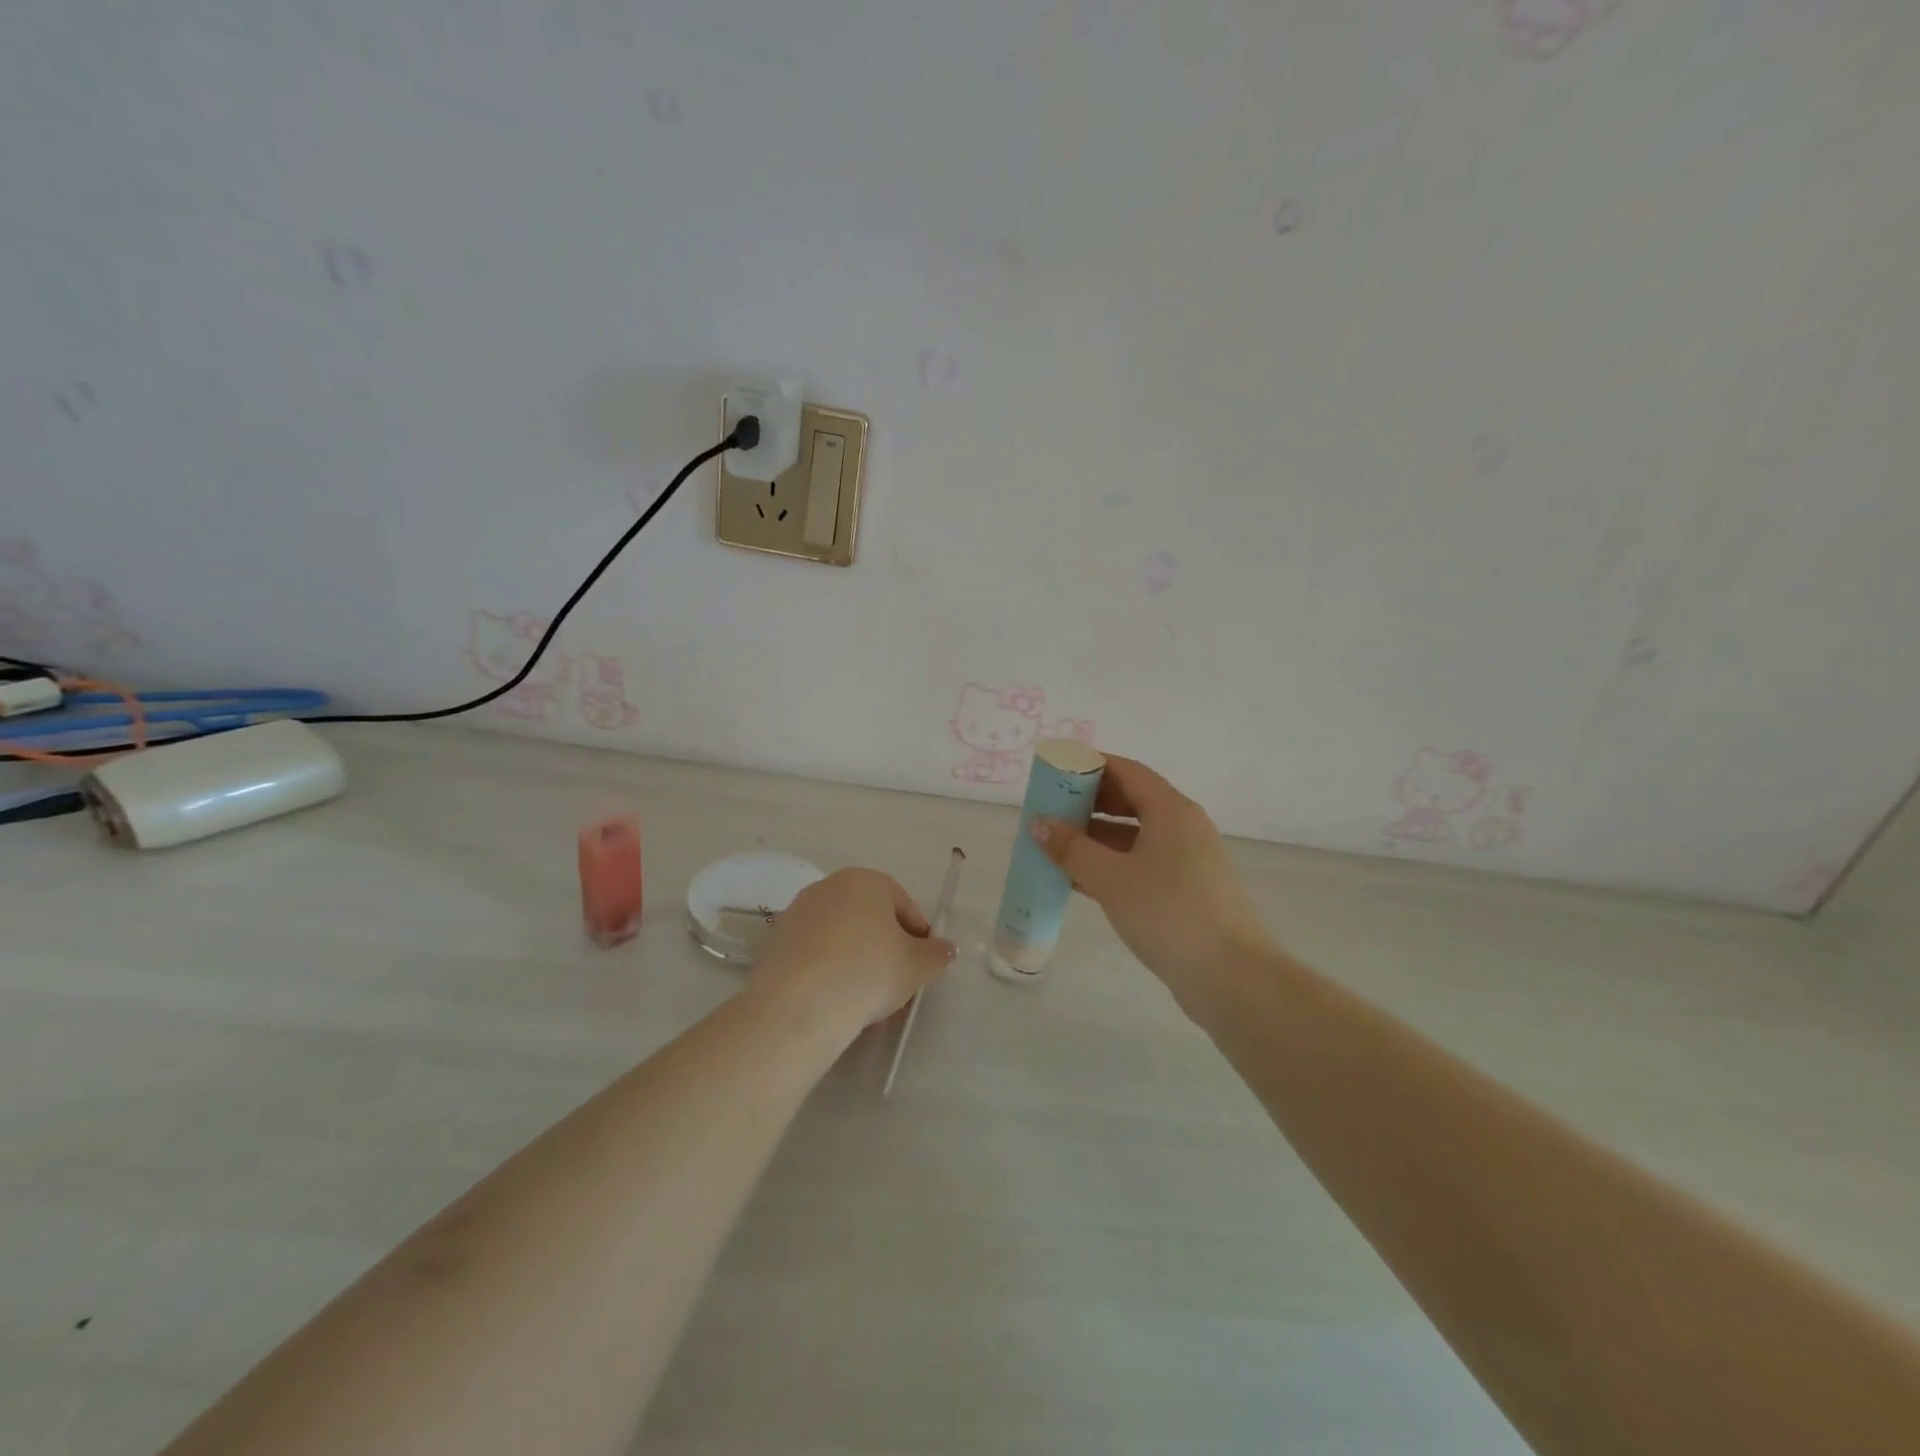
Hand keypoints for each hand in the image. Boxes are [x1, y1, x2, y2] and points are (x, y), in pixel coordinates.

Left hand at [750, 868, 954, 1037]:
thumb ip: (936, 954)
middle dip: (886, 951)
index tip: (923, 966)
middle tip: (897, 987)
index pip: (904, 905)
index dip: (919, 937)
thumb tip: (944, 949)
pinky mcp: (776, 942)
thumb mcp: (916, 967)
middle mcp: (829, 887)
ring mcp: (799, 912)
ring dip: (858, 963)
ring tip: (868, 1003)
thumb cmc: (868, 972)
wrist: (798, 1005)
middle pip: (870, 919)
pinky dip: (830, 972)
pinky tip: (837, 1003)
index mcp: (866, 881)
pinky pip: (816, 954)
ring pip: (842, 938)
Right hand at [1032, 755, 1272, 1002]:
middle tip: (1050, 810)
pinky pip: (1141, 863)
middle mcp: (1182, 826)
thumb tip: (1038, 824)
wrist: (1229, 976)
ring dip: (1096, 838)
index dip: (1091, 766)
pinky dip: (1111, 864)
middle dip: (1089, 803)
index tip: (1056, 772)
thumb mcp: (1111, 878)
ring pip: (1134, 835)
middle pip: (1131, 800)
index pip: (1127, 771)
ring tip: (1055, 845)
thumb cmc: (1168, 913)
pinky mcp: (1185, 890)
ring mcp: (1186, 860)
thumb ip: (1071, 849)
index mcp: (1171, 810)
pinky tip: (1078, 879)